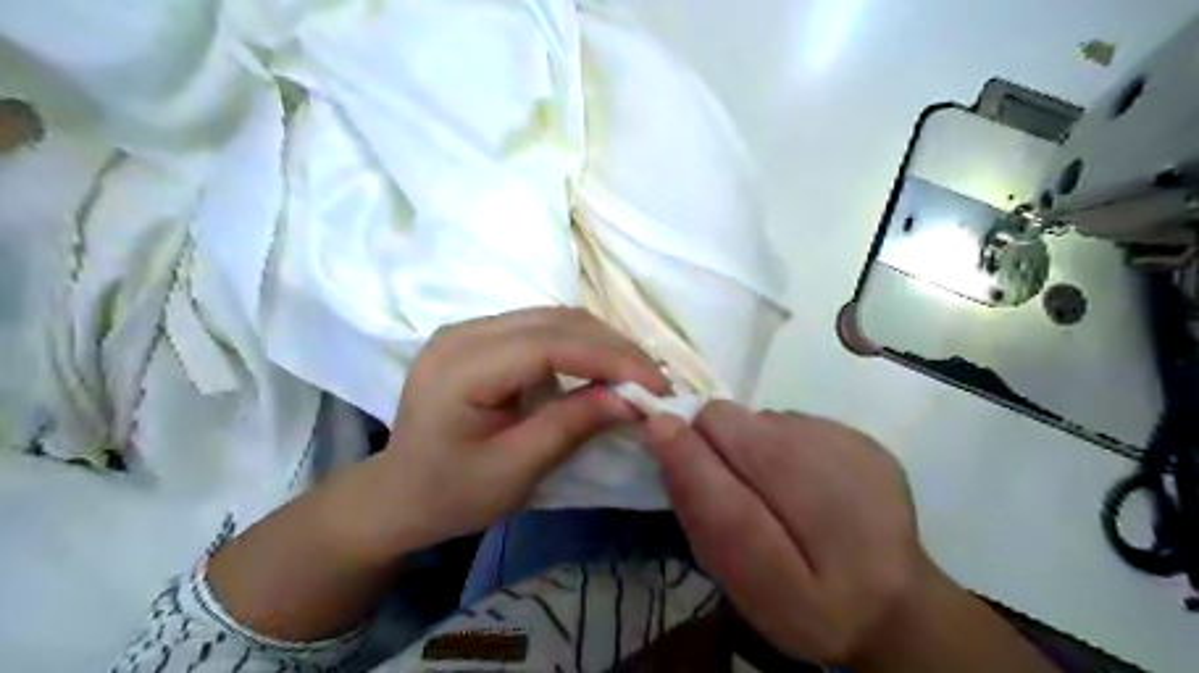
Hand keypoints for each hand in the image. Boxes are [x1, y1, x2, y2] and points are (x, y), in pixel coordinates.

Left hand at [375, 310, 672, 550]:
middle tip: (655, 381)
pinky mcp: (482, 336)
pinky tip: (602, 367)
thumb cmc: (451, 494)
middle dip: (614, 348)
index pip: (549, 344)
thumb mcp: (514, 471)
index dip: (610, 358)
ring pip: (554, 318)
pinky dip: (581, 345)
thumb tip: (631, 400)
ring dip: (602, 343)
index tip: (656, 384)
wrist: (399, 494)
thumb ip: (571, 426)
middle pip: (555, 321)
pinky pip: (543, 327)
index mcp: (460, 368)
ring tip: (636, 374)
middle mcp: (464, 332)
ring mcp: (471, 328)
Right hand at [648, 403, 925, 663]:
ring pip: (762, 419)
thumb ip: (701, 507)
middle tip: (734, 491)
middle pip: (731, 419)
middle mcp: (822, 461)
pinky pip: (795, 423)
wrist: (896, 605)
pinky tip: (809, 485)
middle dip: (716, 447)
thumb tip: (662, 430)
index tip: (670, 455)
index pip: (712, 440)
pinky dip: (786, 446)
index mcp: (793, 511)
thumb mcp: (742, 581)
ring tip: (776, 493)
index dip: (683, 441)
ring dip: (753, 447)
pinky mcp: (864, 438)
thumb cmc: (808, 606)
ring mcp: (850, 443)